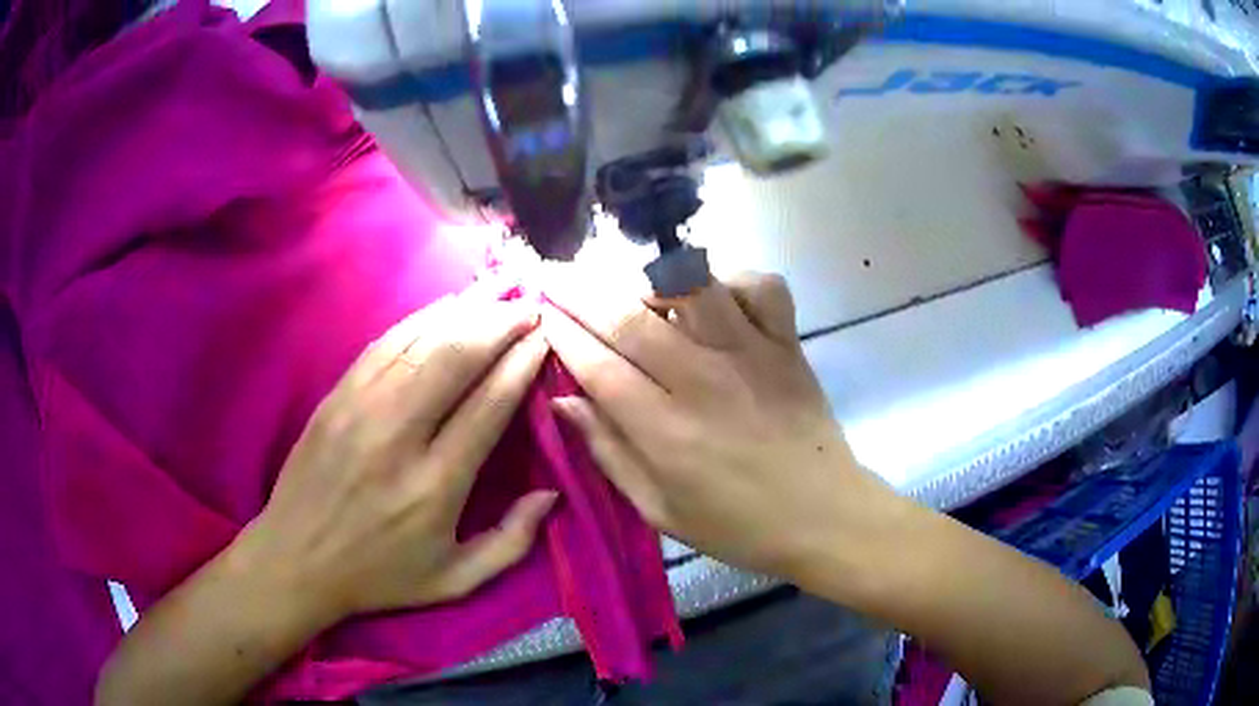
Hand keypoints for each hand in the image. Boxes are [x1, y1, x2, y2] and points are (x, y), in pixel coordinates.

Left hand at [246, 292, 555, 620]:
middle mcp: (398, 436)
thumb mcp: (455, 581)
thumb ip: (511, 542)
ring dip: (464, 313)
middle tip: (529, 306)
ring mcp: (360, 409)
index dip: (521, 363)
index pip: (489, 404)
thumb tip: (551, 494)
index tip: (545, 337)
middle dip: (499, 324)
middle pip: (456, 358)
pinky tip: (444, 308)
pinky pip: (384, 344)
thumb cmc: (379, 576)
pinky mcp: (335, 397)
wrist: (295, 560)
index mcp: (435, 484)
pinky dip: (420, 320)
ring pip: (420, 342)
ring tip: (496, 296)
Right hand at [542, 272, 900, 584]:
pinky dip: (733, 280)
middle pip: (628, 317)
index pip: (596, 365)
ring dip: (651, 280)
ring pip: (691, 286)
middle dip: (580, 291)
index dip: (561, 333)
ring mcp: (750, 353)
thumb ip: (609, 453)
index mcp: (665, 431)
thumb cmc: (738, 526)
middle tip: (555, 277)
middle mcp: (703, 380)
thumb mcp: (660, 510)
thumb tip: (564, 401)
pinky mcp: (786, 343)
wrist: (824, 516)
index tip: (540, 313)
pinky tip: (716, 298)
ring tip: (633, 291)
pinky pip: (761, 286)